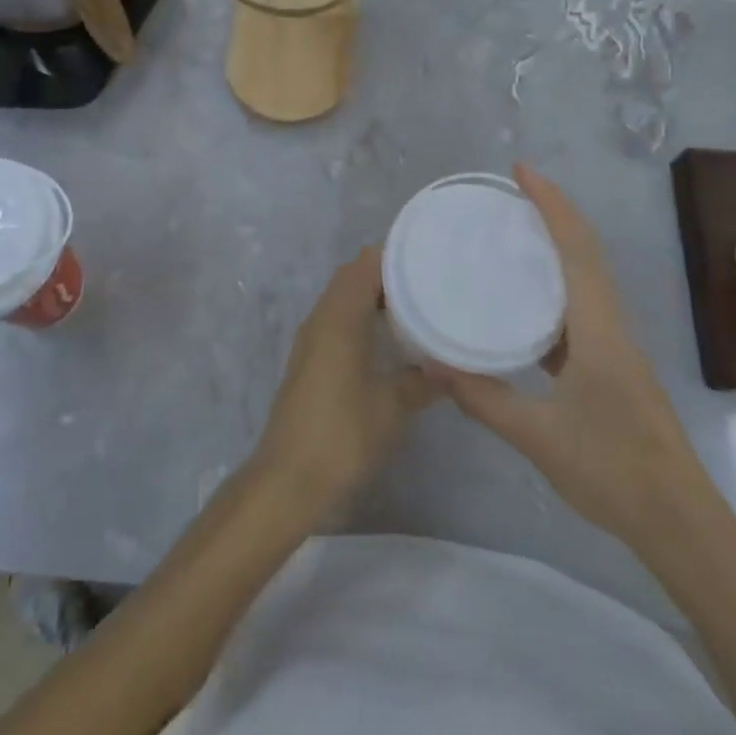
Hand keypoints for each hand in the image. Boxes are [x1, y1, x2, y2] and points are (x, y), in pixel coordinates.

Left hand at [253, 247, 439, 517]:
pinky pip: (336, 321)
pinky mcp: (308, 360)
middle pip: (351, 277)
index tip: (428, 259)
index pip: (363, 265)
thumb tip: (447, 367)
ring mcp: (310, 340)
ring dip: (372, 296)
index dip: (394, 256)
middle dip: (386, 274)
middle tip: (427, 282)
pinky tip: (386, 340)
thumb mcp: (391, 408)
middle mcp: (320, 319)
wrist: (288, 478)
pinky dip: (360, 317)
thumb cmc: (342, 435)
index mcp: (338, 319)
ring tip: (414, 307)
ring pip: (342, 299)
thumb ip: (420, 381)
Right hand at [439, 164, 721, 554]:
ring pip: (586, 281)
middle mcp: (611, 327)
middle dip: (553, 214)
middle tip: (509, 194)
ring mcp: (615, 348)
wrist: (681, 525)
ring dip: (556, 248)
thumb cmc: (613, 472)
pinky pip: (580, 311)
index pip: (576, 250)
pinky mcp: (612, 368)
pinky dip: (553, 291)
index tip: (521, 171)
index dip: (551, 205)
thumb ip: (482, 398)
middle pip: (586, 253)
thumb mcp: (537, 437)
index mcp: (599, 330)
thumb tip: (433, 362)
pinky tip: (522, 307)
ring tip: (512, 237)